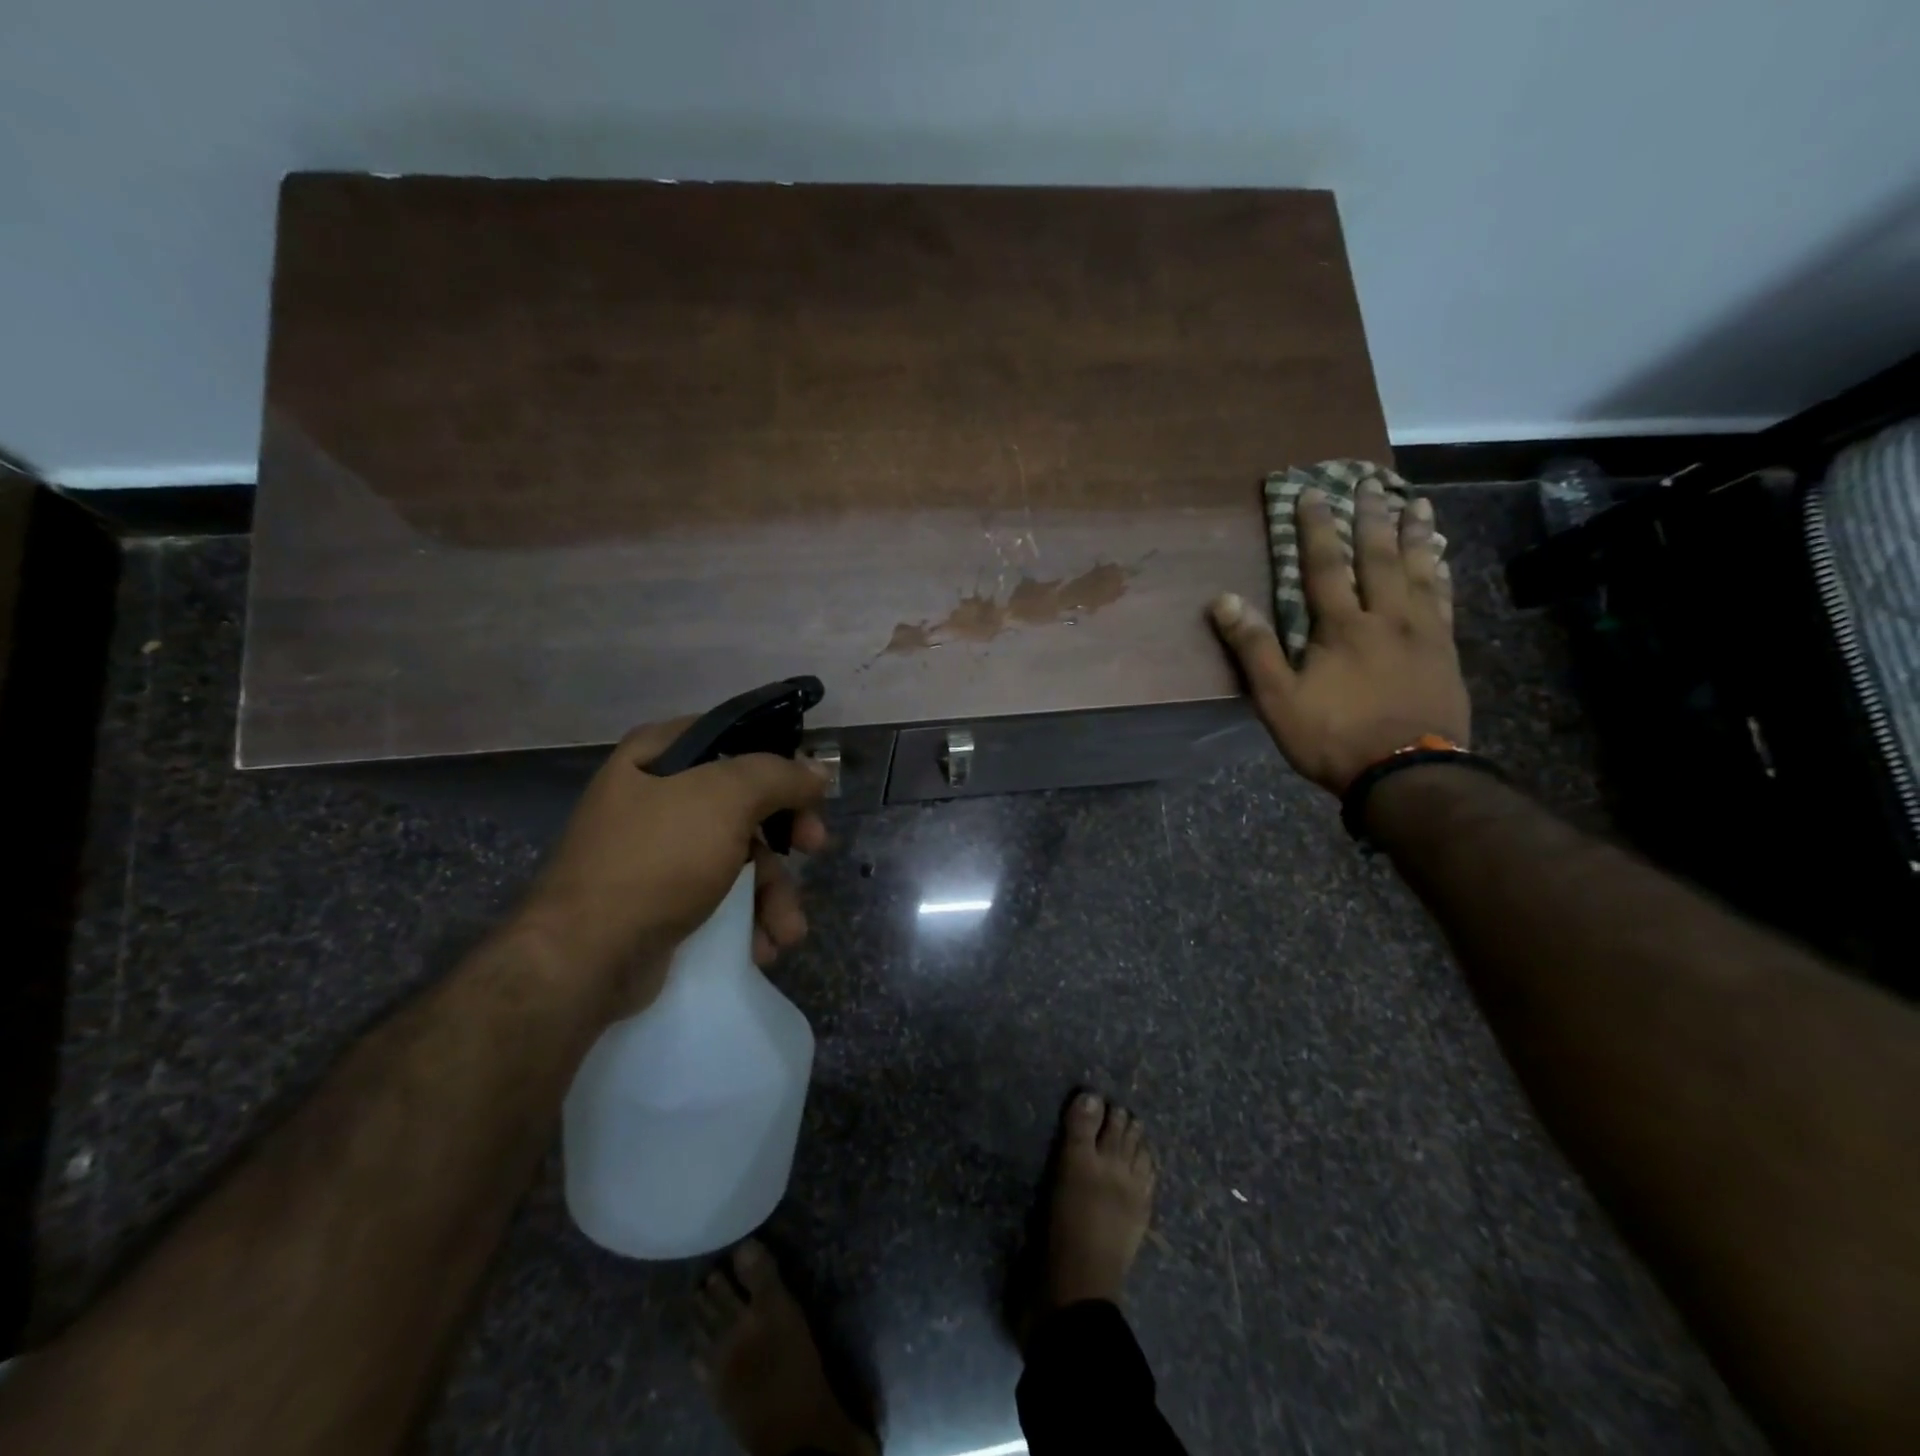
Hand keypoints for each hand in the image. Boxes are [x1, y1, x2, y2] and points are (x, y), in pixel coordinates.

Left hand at [511, 719, 829, 1008]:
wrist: (587, 958)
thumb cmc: (657, 859)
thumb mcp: (724, 800)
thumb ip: (777, 776)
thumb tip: (817, 770)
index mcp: (657, 757)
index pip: (732, 737)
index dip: (777, 757)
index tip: (809, 784)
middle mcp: (656, 798)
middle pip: (744, 802)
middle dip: (786, 835)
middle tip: (815, 848)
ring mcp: (659, 854)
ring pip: (740, 858)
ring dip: (774, 894)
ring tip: (788, 930)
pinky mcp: (664, 902)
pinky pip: (721, 898)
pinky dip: (748, 920)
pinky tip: (762, 946)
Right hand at [1209, 482, 1469, 794]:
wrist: (1407, 773)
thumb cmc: (1334, 738)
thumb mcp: (1278, 699)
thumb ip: (1254, 648)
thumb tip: (1224, 600)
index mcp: (1341, 627)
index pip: (1324, 566)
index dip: (1315, 528)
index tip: (1312, 494)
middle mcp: (1385, 618)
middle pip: (1378, 557)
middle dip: (1371, 517)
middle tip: (1372, 482)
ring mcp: (1422, 633)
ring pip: (1420, 571)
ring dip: (1415, 535)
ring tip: (1417, 503)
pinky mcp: (1445, 652)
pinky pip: (1445, 600)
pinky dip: (1442, 573)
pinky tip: (1443, 560)